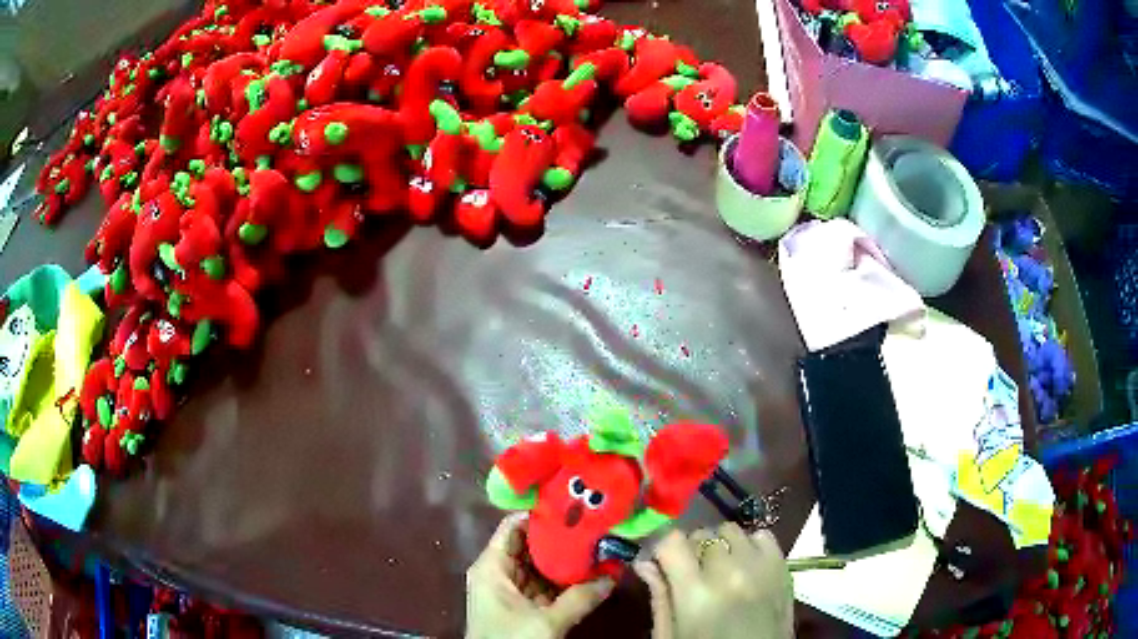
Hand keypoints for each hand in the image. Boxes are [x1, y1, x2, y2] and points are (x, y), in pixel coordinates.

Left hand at [466, 513, 614, 638]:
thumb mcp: (546, 622)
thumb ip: (580, 598)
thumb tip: (615, 576)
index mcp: (492, 566)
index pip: (514, 526)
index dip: (542, 514)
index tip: (576, 505)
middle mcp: (498, 571)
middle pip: (530, 544)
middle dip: (563, 538)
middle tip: (597, 525)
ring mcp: (510, 589)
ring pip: (540, 566)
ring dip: (567, 560)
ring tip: (600, 545)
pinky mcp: (521, 605)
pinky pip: (544, 585)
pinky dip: (564, 581)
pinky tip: (591, 573)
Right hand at [635, 523, 792, 638]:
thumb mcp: (670, 635)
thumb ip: (659, 597)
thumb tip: (645, 562)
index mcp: (695, 594)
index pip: (672, 541)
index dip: (663, 549)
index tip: (661, 561)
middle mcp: (729, 572)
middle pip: (701, 534)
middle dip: (691, 550)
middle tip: (692, 574)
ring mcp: (760, 566)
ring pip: (730, 530)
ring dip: (721, 546)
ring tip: (721, 569)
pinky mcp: (783, 566)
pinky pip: (762, 535)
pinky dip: (750, 545)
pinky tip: (746, 566)